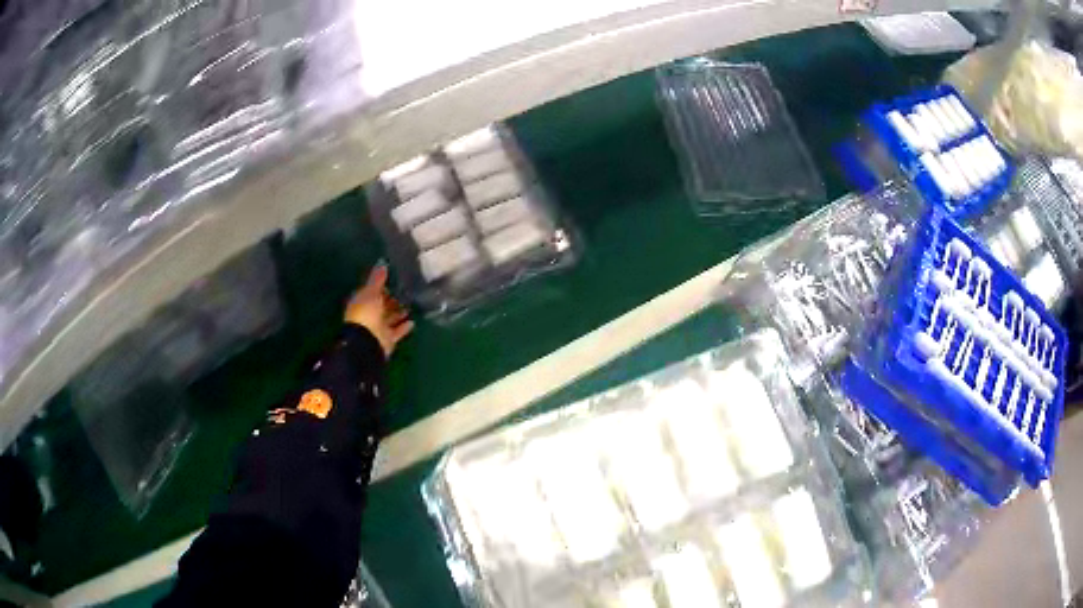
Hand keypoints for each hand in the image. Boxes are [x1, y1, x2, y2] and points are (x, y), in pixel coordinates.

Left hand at [345, 266, 413, 357]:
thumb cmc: (366, 313)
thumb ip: (377, 279)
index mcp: (361, 303)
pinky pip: (397, 332)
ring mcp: (377, 328)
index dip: (380, 288)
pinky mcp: (387, 339)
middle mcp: (368, 316)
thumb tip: (382, 263)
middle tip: (404, 293)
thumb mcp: (371, 292)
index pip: (371, 293)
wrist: (367, 341)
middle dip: (391, 301)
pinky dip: (403, 327)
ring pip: (389, 319)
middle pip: (381, 307)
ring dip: (398, 313)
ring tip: (410, 306)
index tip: (391, 283)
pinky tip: (412, 322)